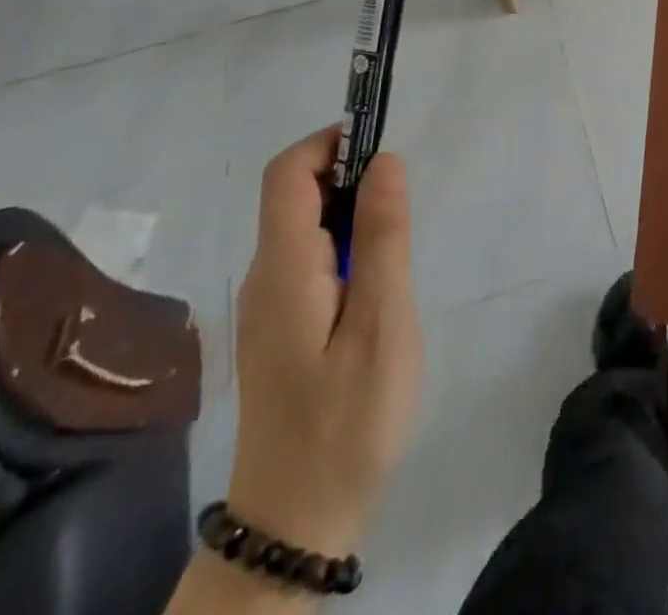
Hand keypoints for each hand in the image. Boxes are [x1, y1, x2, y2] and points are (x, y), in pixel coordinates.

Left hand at [226, 127, 423, 554]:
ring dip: (351, 215)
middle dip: (349, 177)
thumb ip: (384, 236)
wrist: (294, 526)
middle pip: (295, 194)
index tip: (382, 150)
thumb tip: (385, 161)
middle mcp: (264, 275)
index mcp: (283, 267)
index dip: (330, 142)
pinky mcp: (279, 328)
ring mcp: (267, 304)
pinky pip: (309, 261)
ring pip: (305, 228)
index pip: (287, 172)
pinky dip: (344, 248)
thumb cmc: (346, 420)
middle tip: (403, 211)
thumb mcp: (382, 323)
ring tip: (396, 254)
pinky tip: (376, 290)